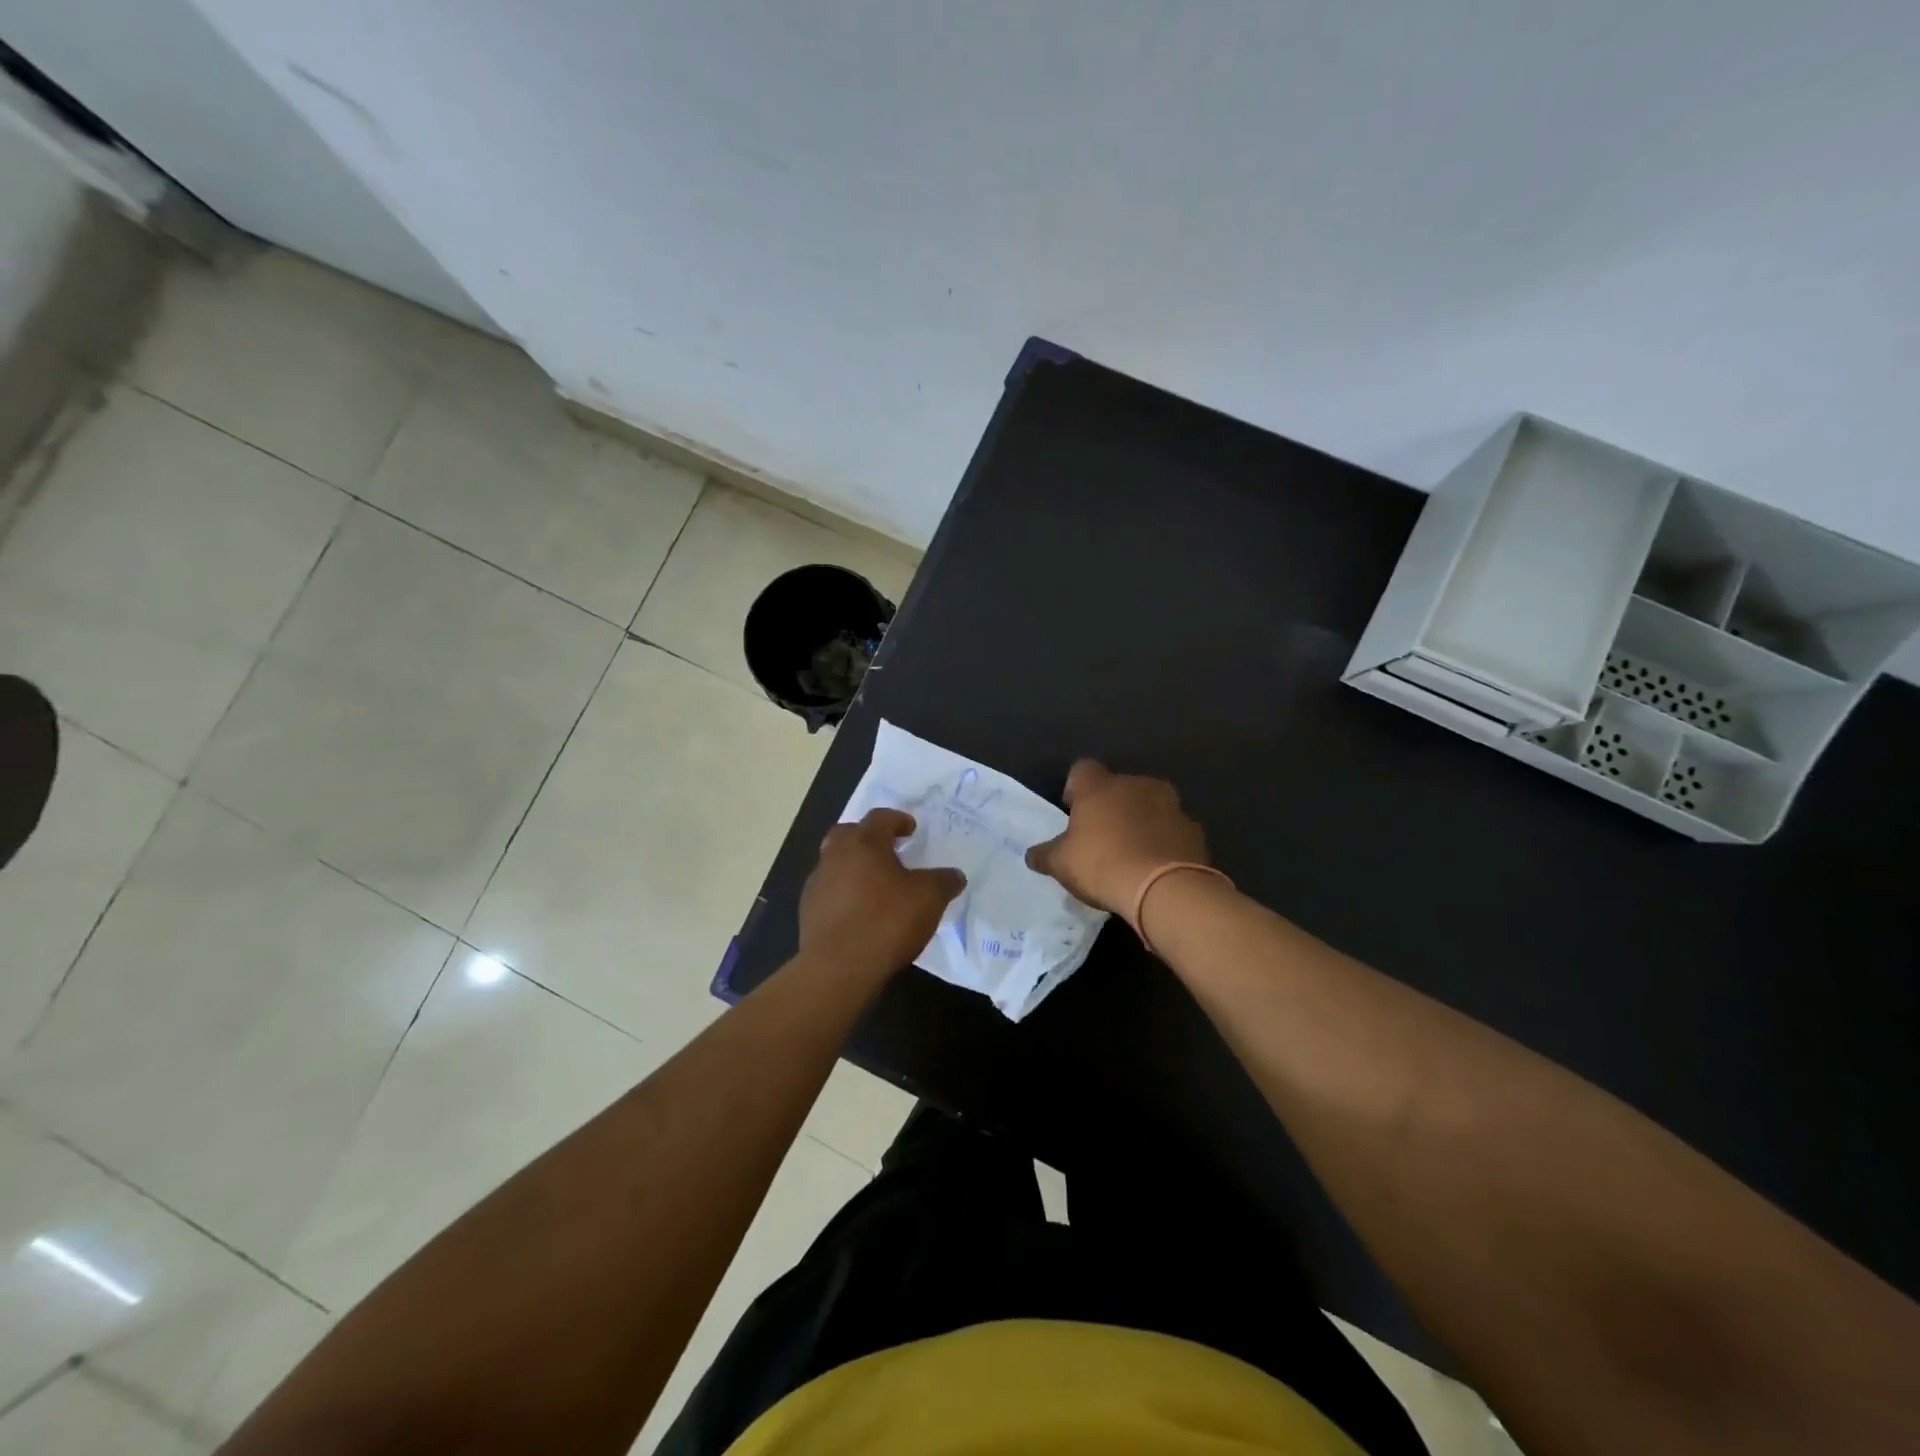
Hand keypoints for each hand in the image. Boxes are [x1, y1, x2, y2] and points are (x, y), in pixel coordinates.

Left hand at [800, 809, 965, 973]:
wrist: (838, 968)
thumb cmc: (886, 922)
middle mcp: (835, 855)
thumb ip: (944, 881)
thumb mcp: (929, 899)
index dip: (898, 820)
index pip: (880, 818)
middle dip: (868, 837)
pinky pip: (829, 891)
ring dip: (853, 866)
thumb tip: (955, 875)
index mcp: (864, 843)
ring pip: (835, 862)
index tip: (911, 829)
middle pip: (849, 833)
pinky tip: (859, 912)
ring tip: (875, 885)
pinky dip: (843, 893)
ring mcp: (817, 883)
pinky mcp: (808, 911)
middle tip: (888, 850)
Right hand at [1025, 760, 1209, 915]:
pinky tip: (1156, 866)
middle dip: (1111, 805)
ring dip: (1141, 821)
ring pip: (1150, 805)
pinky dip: (1164, 841)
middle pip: (1119, 786)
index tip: (1073, 813)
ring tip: (1132, 853)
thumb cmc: (1103, 864)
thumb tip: (1032, 855)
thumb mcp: (1061, 864)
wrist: (1165, 888)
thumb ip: (1045, 855)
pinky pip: (1172, 829)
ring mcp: (1170, 804)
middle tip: (1102, 836)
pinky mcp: (1193, 829)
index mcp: (1100, 786)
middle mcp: (1136, 784)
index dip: (1075, 789)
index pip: (1082, 769)